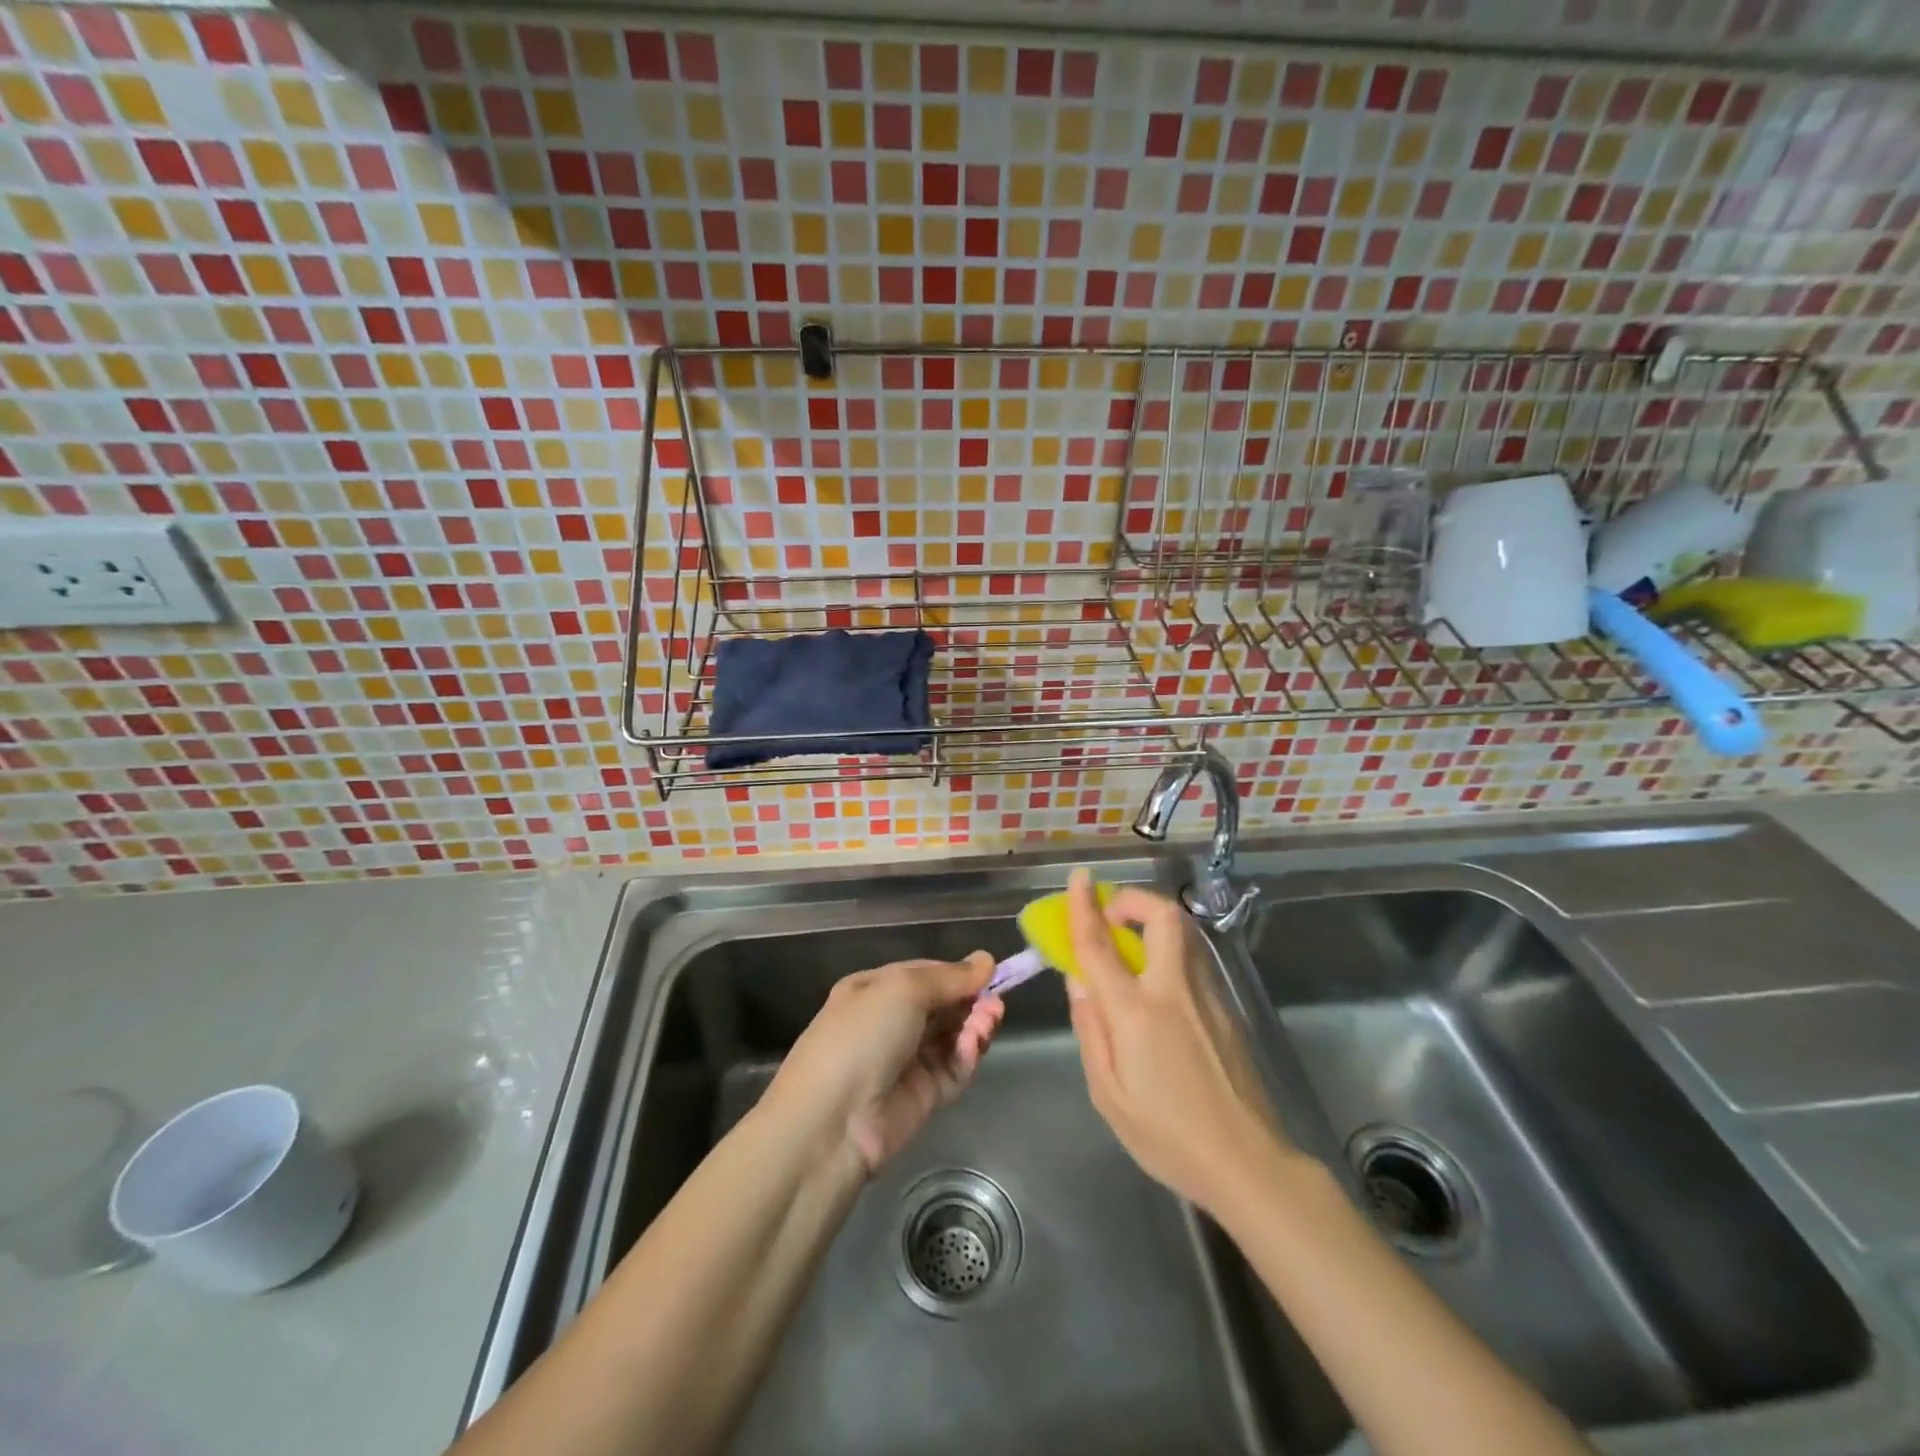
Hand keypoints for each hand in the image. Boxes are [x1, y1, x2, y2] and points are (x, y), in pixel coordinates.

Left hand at [767, 954, 1005, 1174]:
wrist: (831, 1121)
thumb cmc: (861, 1036)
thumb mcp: (902, 989)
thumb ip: (949, 977)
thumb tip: (986, 960)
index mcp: (874, 991)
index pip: (924, 975)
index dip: (956, 973)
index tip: (990, 973)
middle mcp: (889, 1023)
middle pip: (942, 1006)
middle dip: (971, 1001)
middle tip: (996, 1002)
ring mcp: (907, 1061)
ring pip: (952, 1037)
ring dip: (975, 1025)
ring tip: (990, 1021)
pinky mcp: (923, 1096)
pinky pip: (953, 1069)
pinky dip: (968, 1055)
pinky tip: (975, 1044)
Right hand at [1064, 868, 1294, 1216]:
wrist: (1248, 1164)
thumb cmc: (1167, 1137)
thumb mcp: (1108, 1095)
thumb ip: (1090, 1030)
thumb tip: (1079, 981)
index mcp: (1136, 1012)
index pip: (1101, 944)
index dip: (1085, 906)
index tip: (1078, 877)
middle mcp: (1174, 990)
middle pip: (1162, 917)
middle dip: (1134, 900)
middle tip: (1112, 914)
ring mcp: (1208, 996)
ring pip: (1184, 934)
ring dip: (1153, 922)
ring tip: (1131, 944)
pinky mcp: (1228, 1009)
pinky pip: (1193, 961)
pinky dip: (1169, 952)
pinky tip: (1158, 986)